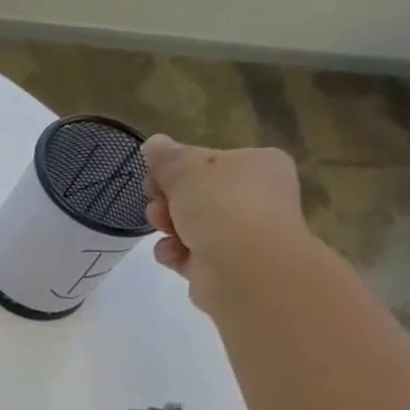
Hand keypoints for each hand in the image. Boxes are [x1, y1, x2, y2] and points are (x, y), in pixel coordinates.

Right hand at [141, 135, 310, 311]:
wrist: (244, 267)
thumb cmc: (221, 206)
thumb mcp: (187, 171)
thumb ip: (167, 158)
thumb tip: (153, 142)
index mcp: (257, 165)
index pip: (208, 162)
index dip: (175, 169)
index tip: (153, 178)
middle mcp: (255, 196)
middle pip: (196, 194)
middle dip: (168, 200)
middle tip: (155, 203)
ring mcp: (241, 233)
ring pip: (189, 225)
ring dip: (168, 226)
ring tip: (162, 228)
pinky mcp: (223, 265)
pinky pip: (189, 253)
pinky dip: (175, 252)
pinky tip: (173, 253)